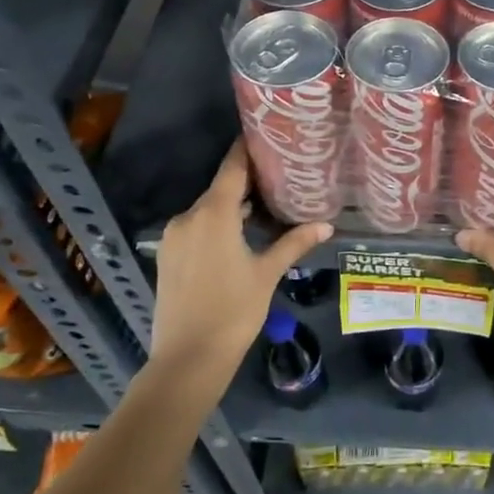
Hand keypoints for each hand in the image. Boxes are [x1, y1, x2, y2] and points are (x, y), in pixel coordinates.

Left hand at [148, 141, 331, 383]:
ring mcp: (174, 237)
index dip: (248, 149)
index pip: (232, 168)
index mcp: (213, 214)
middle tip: (279, 176)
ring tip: (264, 207)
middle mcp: (188, 217)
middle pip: (220, 189)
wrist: (187, 358)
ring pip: (208, 211)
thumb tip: (325, 225)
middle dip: (247, 182)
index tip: (266, 135)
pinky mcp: (167, 256)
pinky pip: (196, 228)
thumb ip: (293, 243)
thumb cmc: (233, 311)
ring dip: (232, 207)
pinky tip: (239, 236)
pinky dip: (217, 225)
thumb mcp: (267, 273)